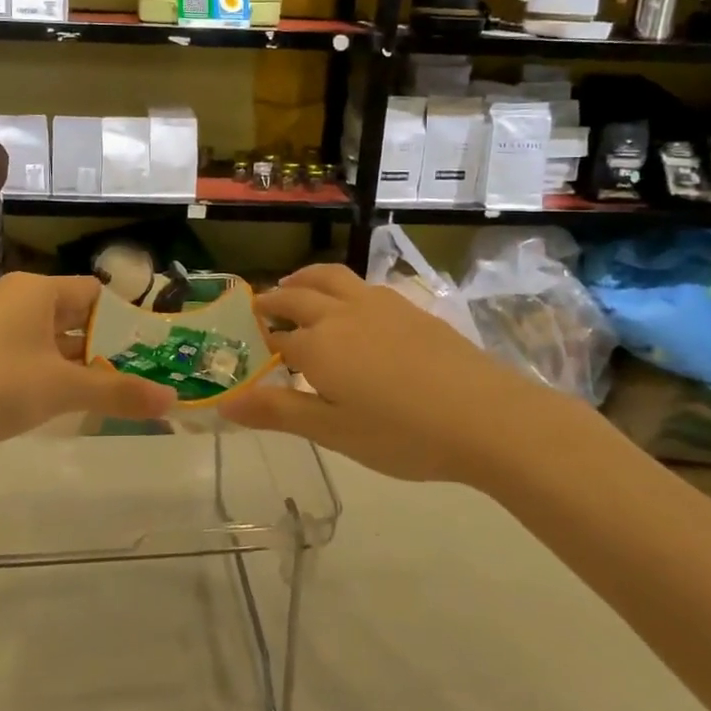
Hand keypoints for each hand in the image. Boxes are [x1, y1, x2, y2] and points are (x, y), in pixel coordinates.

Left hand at [0, 272, 174, 462]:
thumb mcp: (64, 389)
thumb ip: (119, 391)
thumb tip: (171, 399)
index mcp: (35, 290)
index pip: (94, 292)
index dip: (124, 319)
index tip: (149, 348)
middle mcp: (14, 299)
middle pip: (73, 315)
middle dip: (105, 345)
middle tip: (140, 372)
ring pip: (50, 339)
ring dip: (78, 363)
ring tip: (112, 390)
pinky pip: (27, 355)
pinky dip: (50, 372)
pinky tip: (67, 401)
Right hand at [218, 263, 570, 481]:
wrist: (486, 416)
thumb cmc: (402, 434)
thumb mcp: (333, 432)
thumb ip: (278, 413)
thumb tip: (224, 403)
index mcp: (318, 344)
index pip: (276, 337)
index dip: (259, 340)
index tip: (245, 345)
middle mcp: (341, 313)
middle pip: (298, 295)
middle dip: (274, 300)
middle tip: (260, 307)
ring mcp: (379, 305)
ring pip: (331, 277)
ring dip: (305, 279)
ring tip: (295, 286)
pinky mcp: (410, 307)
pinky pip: (362, 285)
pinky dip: (341, 286)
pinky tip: (352, 306)